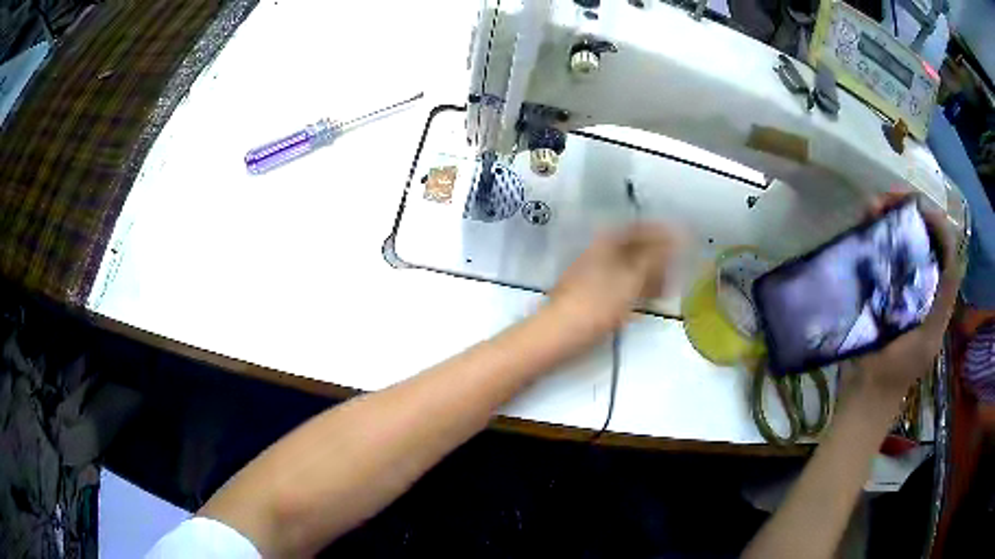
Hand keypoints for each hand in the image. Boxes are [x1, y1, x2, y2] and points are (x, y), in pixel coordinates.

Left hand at [548, 224, 681, 339]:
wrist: (559, 334)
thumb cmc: (597, 304)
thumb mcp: (632, 278)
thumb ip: (656, 256)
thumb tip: (678, 237)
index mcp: (607, 242)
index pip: (642, 228)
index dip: (665, 233)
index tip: (686, 242)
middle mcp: (601, 252)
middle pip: (637, 248)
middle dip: (661, 257)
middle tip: (680, 270)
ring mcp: (596, 272)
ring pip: (631, 267)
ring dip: (652, 275)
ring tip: (670, 288)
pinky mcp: (594, 293)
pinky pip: (624, 284)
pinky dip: (640, 289)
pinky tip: (651, 300)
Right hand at [852, 193, 961, 402]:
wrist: (865, 397)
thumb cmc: (897, 373)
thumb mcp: (927, 339)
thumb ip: (943, 302)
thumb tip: (951, 255)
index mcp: (937, 292)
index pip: (944, 244)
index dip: (934, 220)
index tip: (913, 205)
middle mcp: (921, 281)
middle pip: (921, 235)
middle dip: (906, 211)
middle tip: (885, 202)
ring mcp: (898, 283)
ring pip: (900, 239)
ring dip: (888, 218)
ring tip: (870, 209)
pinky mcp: (877, 288)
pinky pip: (879, 253)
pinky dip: (873, 234)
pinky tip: (863, 226)